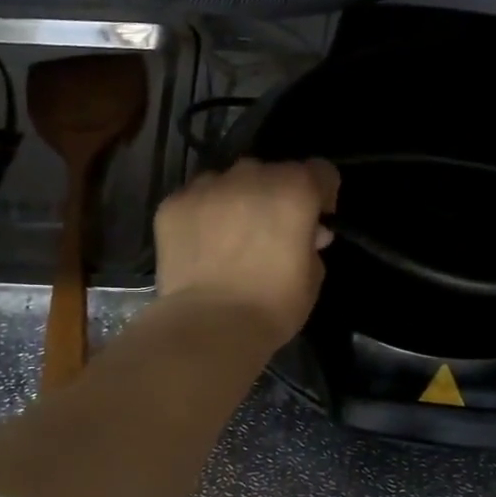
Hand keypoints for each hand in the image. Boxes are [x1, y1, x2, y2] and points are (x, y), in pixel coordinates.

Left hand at [154, 159, 339, 347]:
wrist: (209, 325)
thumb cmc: (272, 305)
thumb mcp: (313, 277)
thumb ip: (311, 244)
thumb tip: (307, 233)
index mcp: (295, 189)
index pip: (320, 171)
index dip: (322, 194)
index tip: (315, 220)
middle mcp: (251, 175)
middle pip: (271, 173)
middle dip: (275, 196)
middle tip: (270, 232)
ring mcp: (208, 186)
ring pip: (229, 182)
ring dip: (236, 200)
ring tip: (229, 237)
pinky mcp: (173, 203)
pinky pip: (195, 199)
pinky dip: (201, 215)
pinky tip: (200, 246)